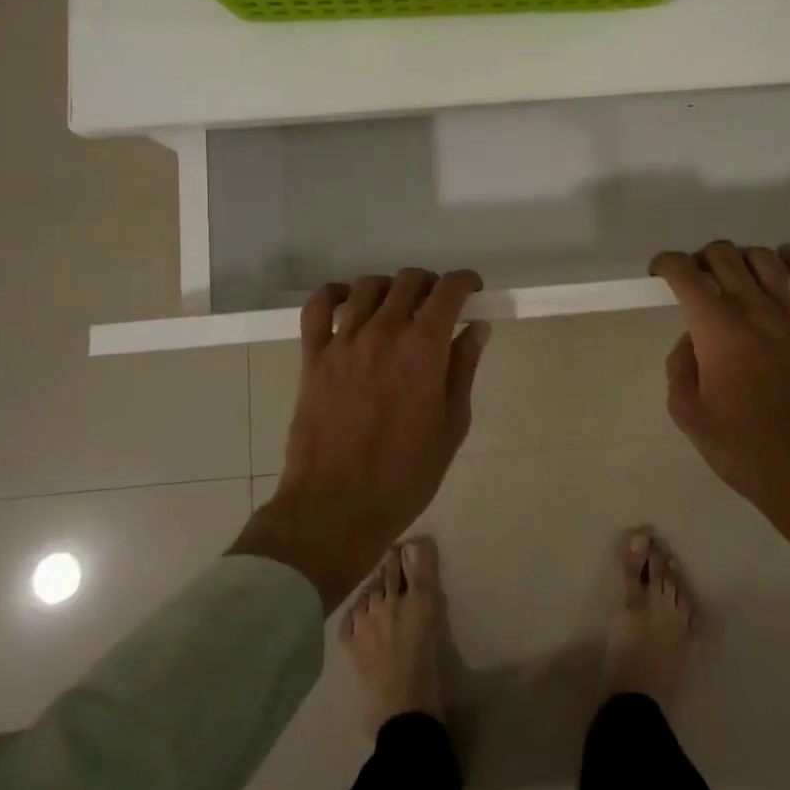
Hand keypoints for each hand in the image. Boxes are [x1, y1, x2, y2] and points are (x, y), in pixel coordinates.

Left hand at [230, 269, 489, 609]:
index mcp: (423, 349)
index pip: (448, 291)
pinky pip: (318, 307)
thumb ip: (463, 369)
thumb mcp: (451, 426)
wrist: (335, 508)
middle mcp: (384, 332)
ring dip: (390, 288)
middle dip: (430, 284)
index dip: (464, 281)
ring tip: (398, 307)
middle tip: (438, 305)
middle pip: (409, 280)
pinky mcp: (313, 357)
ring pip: (368, 287)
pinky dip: (335, 294)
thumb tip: (476, 328)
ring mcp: (344, 342)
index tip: (472, 289)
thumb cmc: (405, 476)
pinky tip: (349, 302)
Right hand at [651, 242, 789, 594]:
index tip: (658, 273)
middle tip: (694, 281)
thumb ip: (680, 366)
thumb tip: (692, 339)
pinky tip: (781, 261)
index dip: (665, 263)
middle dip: (699, 259)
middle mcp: (754, 309)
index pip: (684, 273)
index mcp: (716, 329)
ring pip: (763, 257)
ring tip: (732, 277)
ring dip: (739, 258)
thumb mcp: (688, 414)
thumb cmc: (744, 449)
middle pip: (722, 255)